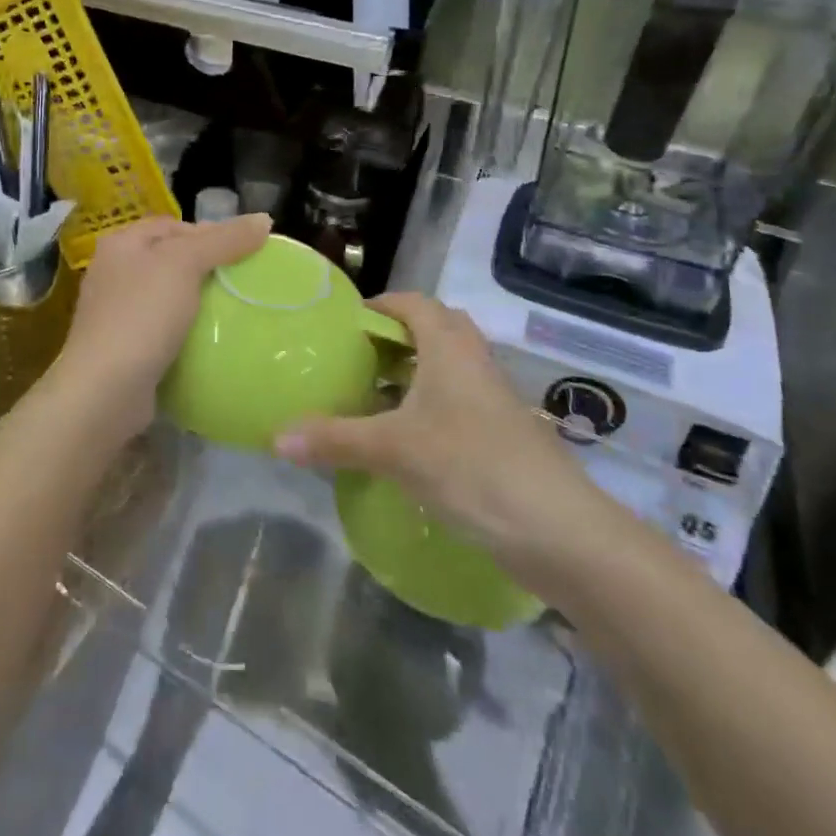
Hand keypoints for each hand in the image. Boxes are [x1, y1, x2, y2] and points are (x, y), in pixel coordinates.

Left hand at [53, 213, 270, 438]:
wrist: (105, 391)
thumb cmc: (142, 315)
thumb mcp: (185, 265)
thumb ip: (224, 240)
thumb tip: (264, 219)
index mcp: (121, 243)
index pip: (174, 226)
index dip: (210, 233)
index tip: (246, 251)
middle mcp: (114, 272)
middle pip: (172, 259)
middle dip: (207, 268)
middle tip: (245, 281)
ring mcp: (116, 313)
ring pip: (169, 296)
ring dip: (200, 302)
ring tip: (236, 310)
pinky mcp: (125, 348)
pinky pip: (164, 329)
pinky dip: (187, 331)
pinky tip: (211, 340)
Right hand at [274, 293, 621, 597]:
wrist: (560, 532)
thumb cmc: (471, 466)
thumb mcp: (394, 450)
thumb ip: (335, 439)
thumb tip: (275, 436)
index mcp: (449, 347)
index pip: (414, 303)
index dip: (382, 304)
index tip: (347, 322)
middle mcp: (475, 362)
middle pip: (436, 329)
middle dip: (397, 337)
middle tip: (358, 357)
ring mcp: (494, 399)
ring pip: (449, 368)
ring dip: (414, 374)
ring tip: (373, 396)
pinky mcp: (504, 434)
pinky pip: (459, 402)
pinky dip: (430, 407)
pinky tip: (407, 440)